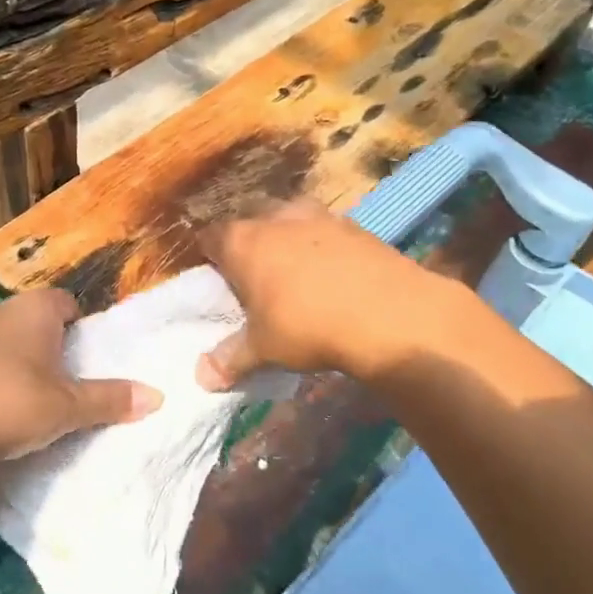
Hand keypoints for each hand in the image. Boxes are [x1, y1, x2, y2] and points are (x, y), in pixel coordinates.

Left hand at [0, 288, 162, 465]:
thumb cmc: (10, 403)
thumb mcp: (67, 408)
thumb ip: (110, 400)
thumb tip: (158, 396)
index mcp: (35, 310)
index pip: (66, 301)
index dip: (80, 324)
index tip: (85, 353)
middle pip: (32, 319)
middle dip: (46, 344)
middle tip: (60, 379)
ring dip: (11, 360)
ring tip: (22, 398)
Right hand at [196, 200, 481, 390]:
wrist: (390, 313)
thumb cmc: (308, 326)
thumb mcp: (264, 349)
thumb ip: (231, 359)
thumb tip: (202, 377)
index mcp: (243, 241)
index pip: (210, 238)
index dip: (209, 257)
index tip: (215, 278)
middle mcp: (276, 218)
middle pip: (250, 220)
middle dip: (249, 241)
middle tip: (254, 274)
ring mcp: (317, 215)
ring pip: (289, 218)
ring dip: (287, 237)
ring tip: (294, 270)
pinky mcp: (354, 224)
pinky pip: (325, 229)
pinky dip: (322, 245)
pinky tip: (332, 272)